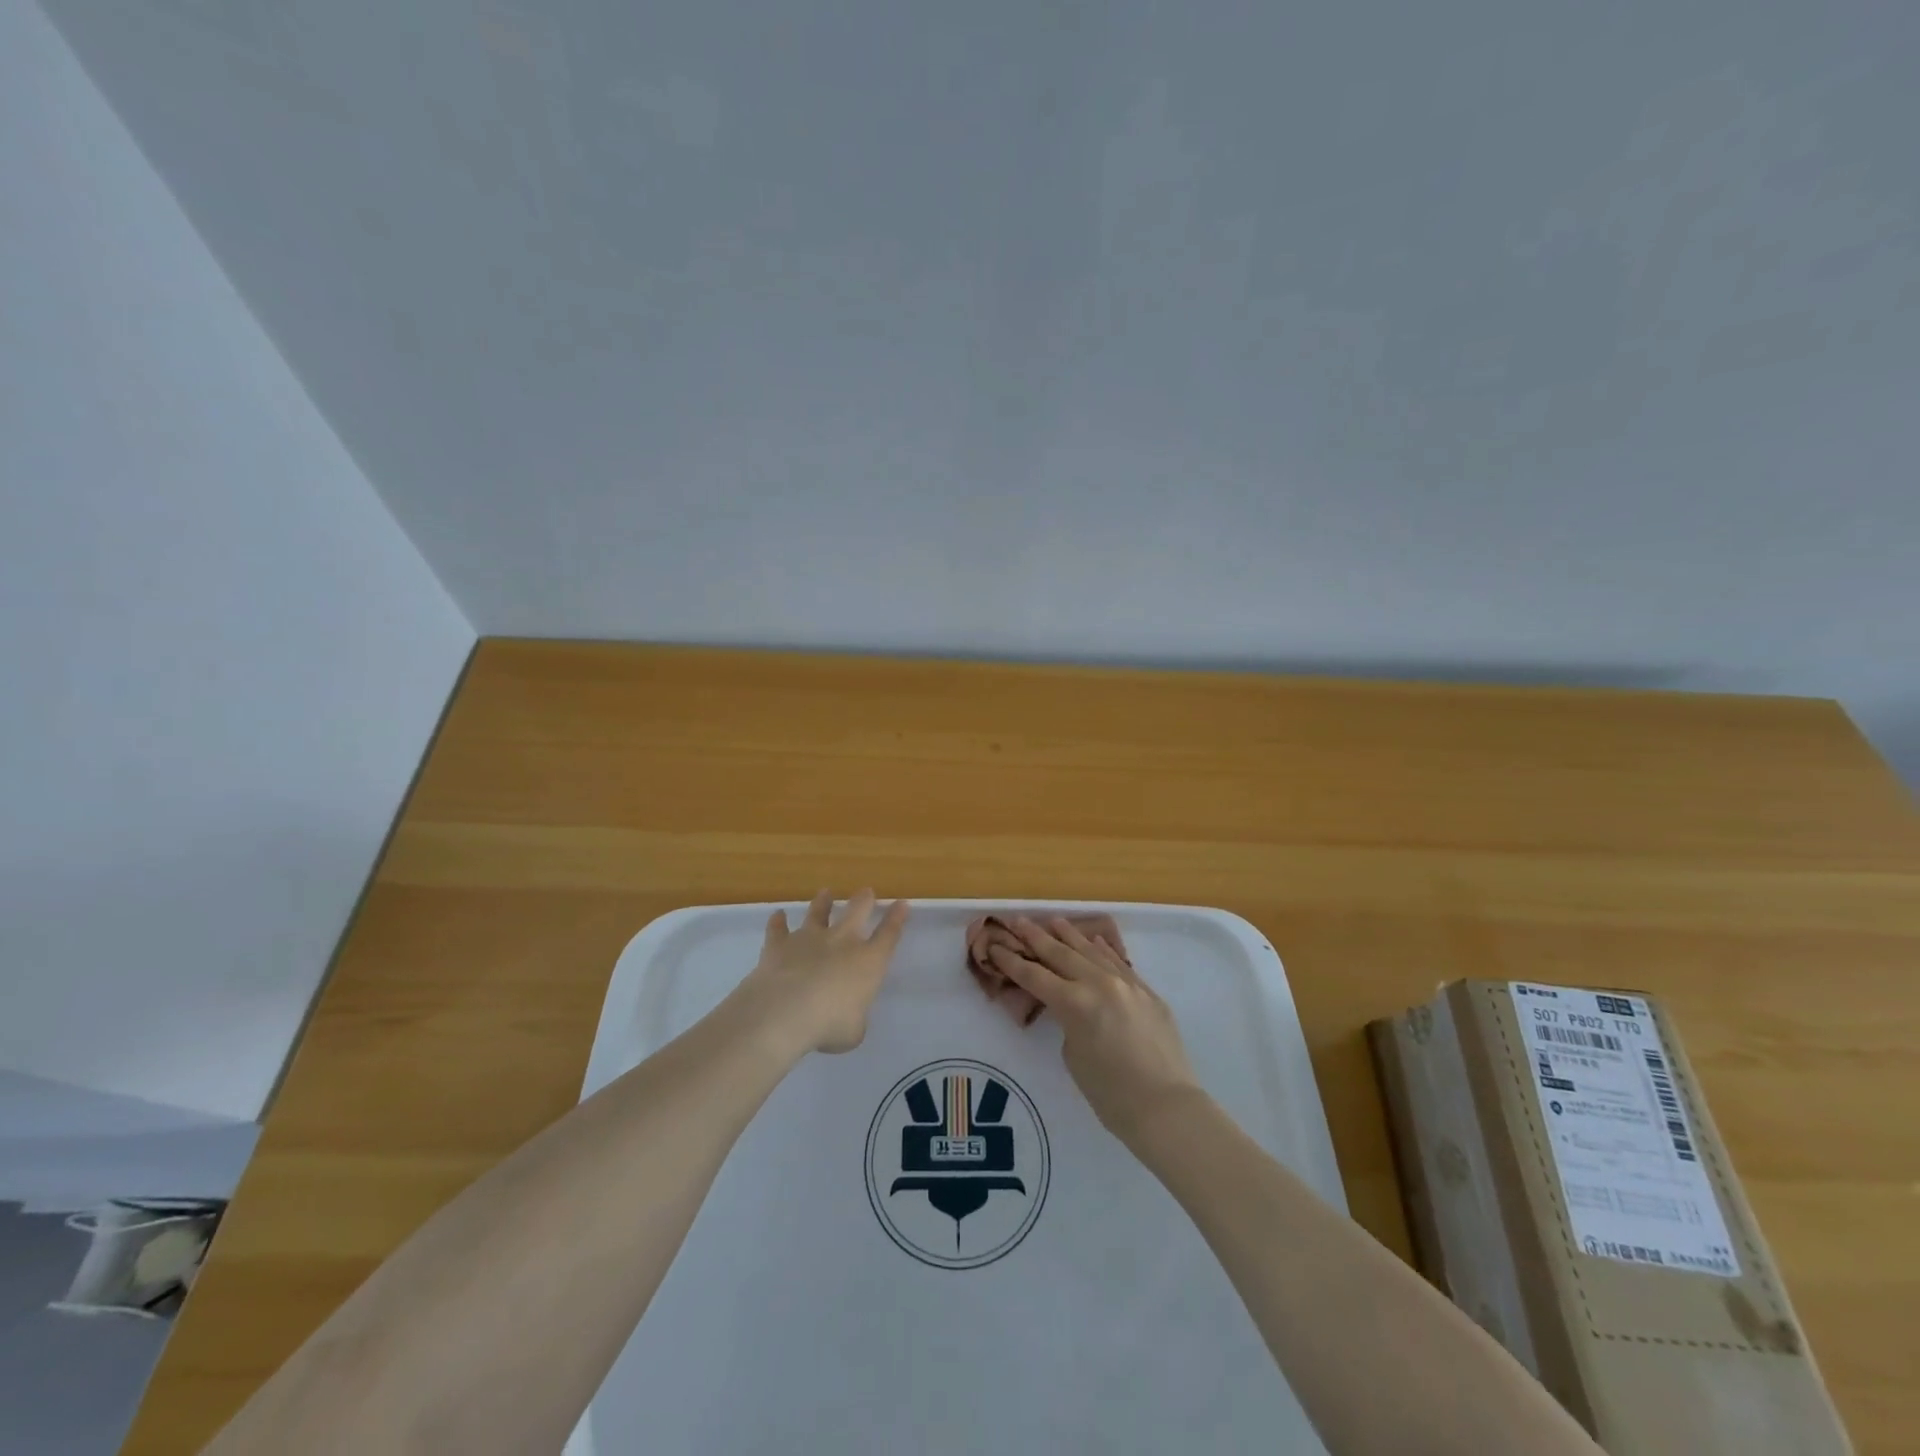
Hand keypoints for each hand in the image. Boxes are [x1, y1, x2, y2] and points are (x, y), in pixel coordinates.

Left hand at [737, 890, 909, 1055]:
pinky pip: (778, 929)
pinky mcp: (779, 945)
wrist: (784, 1012)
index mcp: (868, 961)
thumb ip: (855, 1017)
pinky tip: (778, 915)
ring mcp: (809, 939)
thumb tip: (848, 1016)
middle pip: (857, 910)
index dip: (897, 918)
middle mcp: (841, 942)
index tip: (902, 903)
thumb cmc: (829, 1025)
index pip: (889, 934)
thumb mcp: (854, 1030)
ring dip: (823, 902)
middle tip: (867, 891)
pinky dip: (778, 922)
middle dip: (864, 899)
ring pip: (818, 912)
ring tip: (825, 892)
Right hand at [987, 916, 1203, 1142]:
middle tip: (1018, 921)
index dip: (1011, 962)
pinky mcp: (1148, 992)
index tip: (995, 946)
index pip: (1034, 976)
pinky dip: (1103, 950)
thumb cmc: (1111, 1094)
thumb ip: (1068, 1022)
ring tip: (1054, 921)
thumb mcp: (1074, 1056)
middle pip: (1061, 954)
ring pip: (1092, 951)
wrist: (1168, 1107)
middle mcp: (1099, 984)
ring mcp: (1127, 984)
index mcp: (1074, 1003)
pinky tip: (1094, 940)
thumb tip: (1074, 1008)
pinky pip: (1119, 962)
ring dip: (1070, 935)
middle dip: (1036, 937)